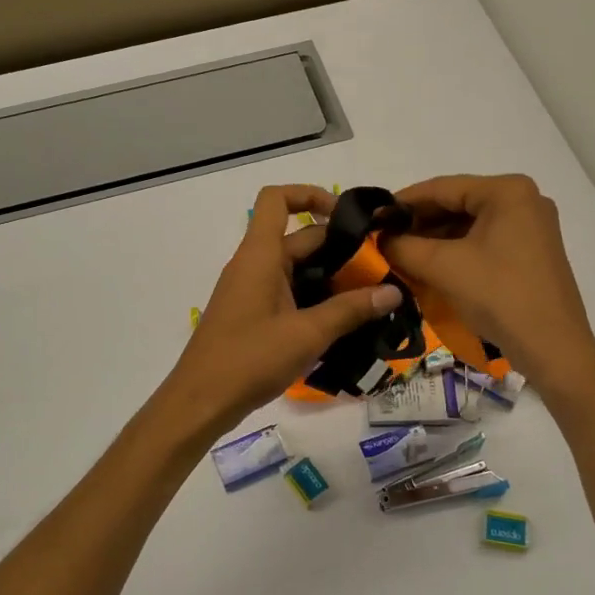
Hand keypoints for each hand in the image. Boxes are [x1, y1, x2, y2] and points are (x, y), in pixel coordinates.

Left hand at [155, 185, 402, 440]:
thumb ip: (351, 310)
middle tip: (379, 270)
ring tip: (368, 297)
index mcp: (260, 254)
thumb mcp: (307, 334)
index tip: (347, 216)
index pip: (277, 199)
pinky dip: (313, 296)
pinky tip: (340, 321)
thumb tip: (393, 292)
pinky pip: (286, 290)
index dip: (311, 194)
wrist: (201, 400)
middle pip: (298, 238)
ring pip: (295, 268)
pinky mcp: (251, 313)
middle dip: (338, 248)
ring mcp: (250, 289)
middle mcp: (253, 264)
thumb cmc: (250, 359)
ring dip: (329, 276)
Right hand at [383, 174, 594, 397]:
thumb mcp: (443, 267)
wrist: (553, 349)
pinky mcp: (531, 252)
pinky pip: (484, 241)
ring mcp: (531, 226)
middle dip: (418, 223)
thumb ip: (402, 246)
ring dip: (434, 239)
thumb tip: (378, 238)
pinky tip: (429, 266)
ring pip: (469, 224)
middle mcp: (524, 200)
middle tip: (383, 239)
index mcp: (507, 191)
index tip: (372, 217)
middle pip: (457, 203)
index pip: (442, 187)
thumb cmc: (499, 296)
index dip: (402, 202)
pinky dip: (455, 251)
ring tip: (400, 254)